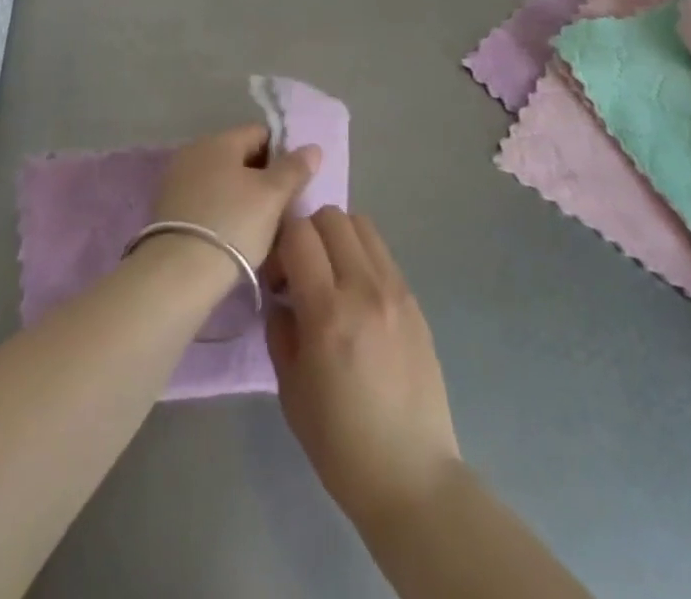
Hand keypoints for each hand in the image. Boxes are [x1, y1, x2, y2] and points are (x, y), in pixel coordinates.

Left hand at [150, 123, 320, 269]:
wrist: (179, 273)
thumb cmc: (233, 224)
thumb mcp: (272, 196)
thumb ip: (294, 168)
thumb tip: (312, 148)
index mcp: (219, 140)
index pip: (260, 133)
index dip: (282, 154)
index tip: (295, 183)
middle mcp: (194, 151)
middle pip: (240, 156)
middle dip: (263, 178)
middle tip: (282, 208)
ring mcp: (177, 180)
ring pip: (223, 181)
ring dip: (243, 196)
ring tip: (261, 227)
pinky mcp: (168, 208)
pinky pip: (206, 200)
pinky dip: (222, 211)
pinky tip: (234, 236)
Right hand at [265, 209, 461, 526]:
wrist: (411, 475)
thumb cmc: (339, 442)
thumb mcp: (289, 388)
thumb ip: (280, 328)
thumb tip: (280, 295)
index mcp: (329, 312)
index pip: (298, 234)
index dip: (279, 243)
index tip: (275, 277)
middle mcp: (365, 288)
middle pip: (331, 216)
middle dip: (307, 232)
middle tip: (300, 271)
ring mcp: (396, 290)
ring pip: (361, 224)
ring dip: (336, 238)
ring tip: (330, 278)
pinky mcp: (415, 300)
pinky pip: (382, 253)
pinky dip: (361, 257)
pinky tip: (356, 297)